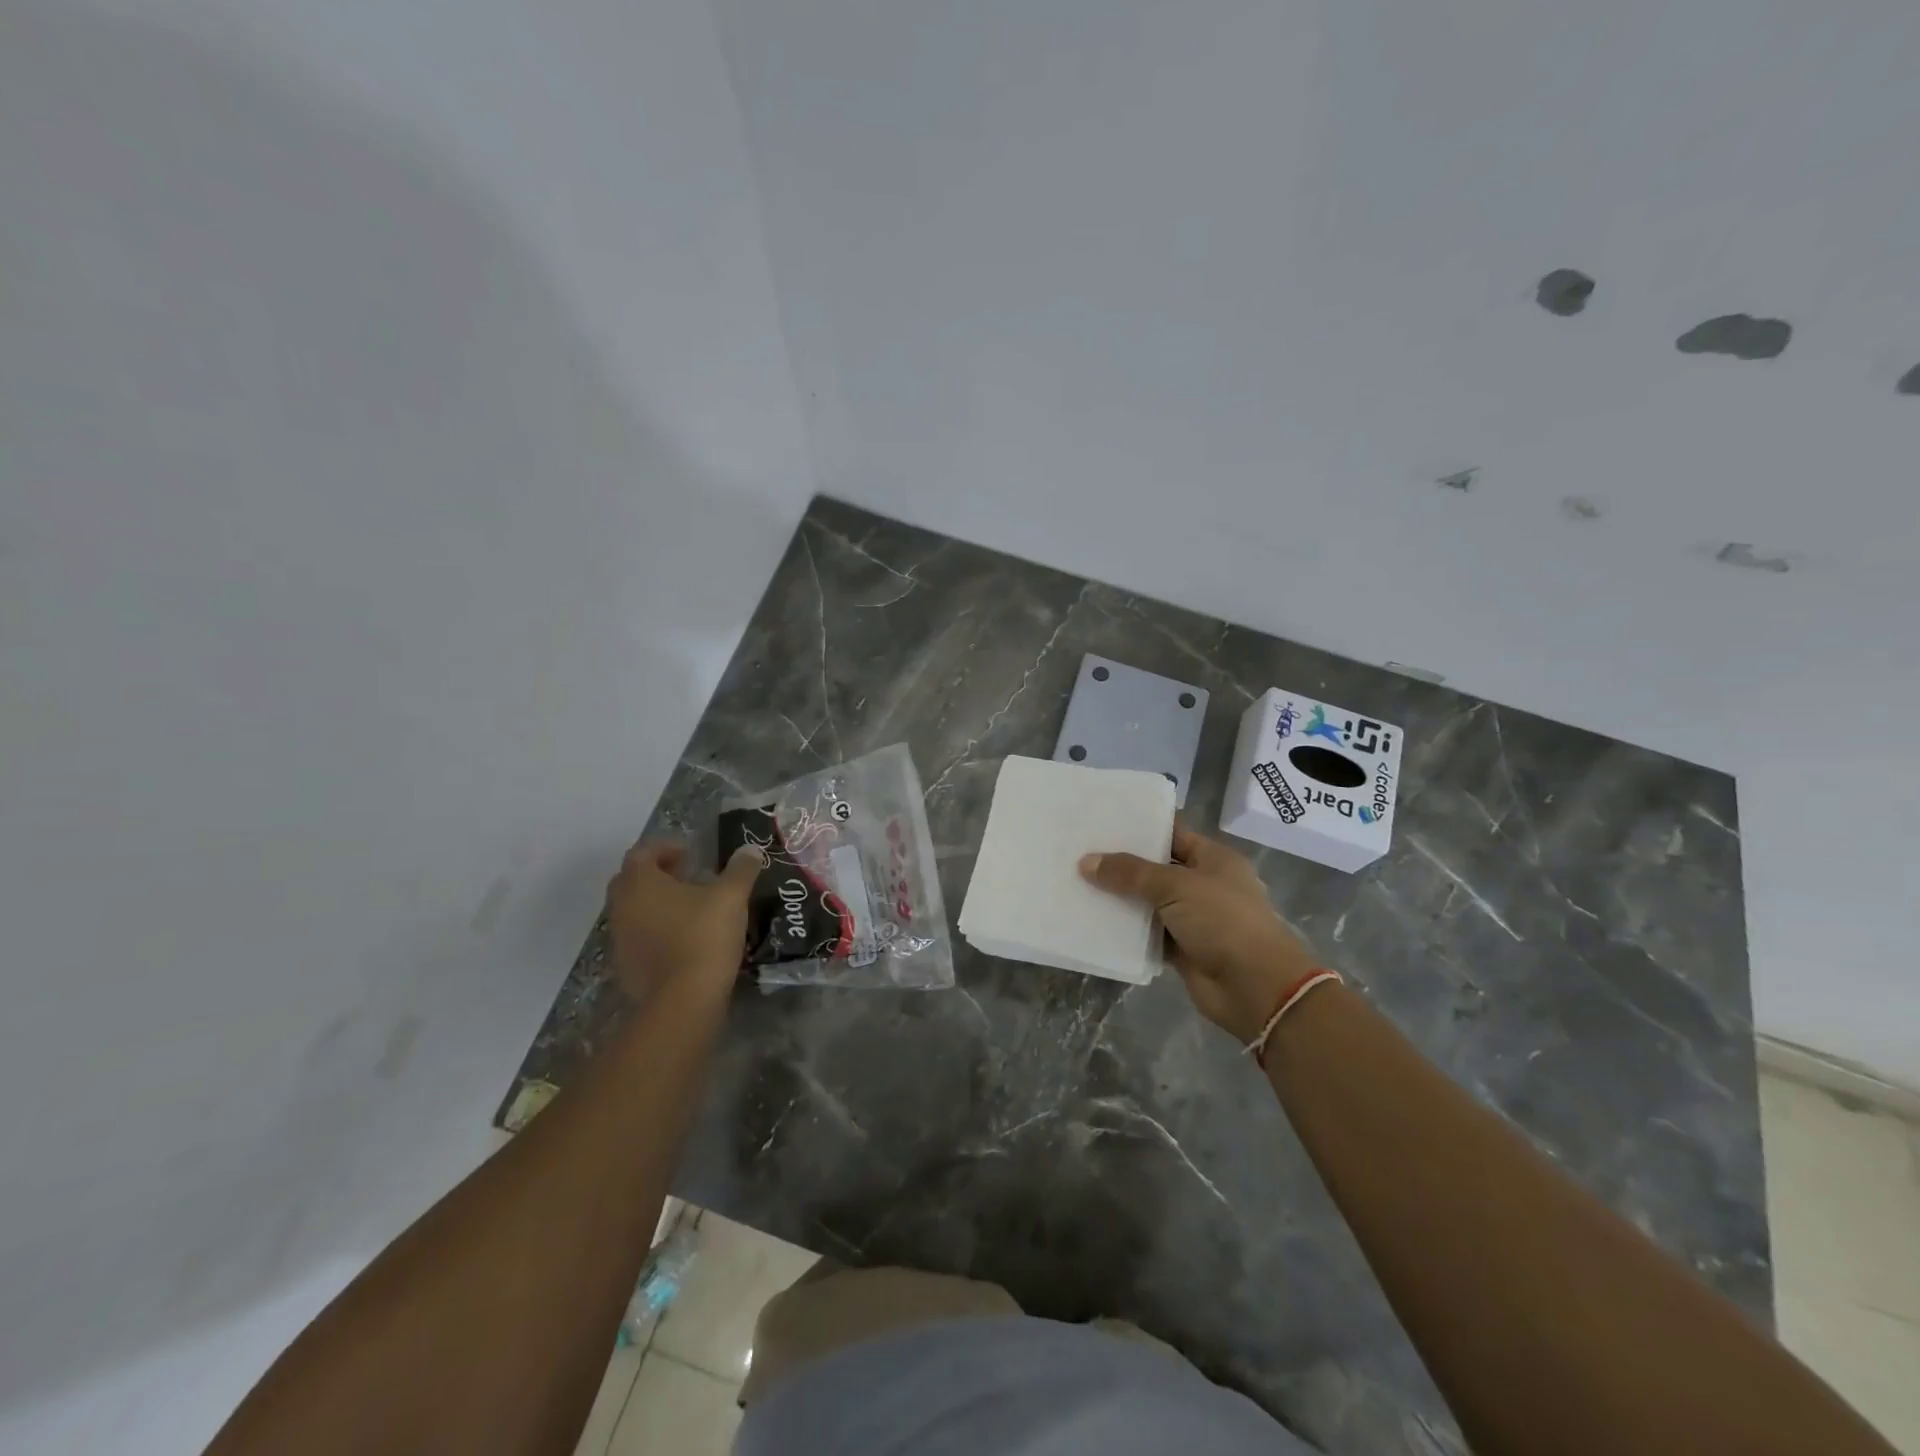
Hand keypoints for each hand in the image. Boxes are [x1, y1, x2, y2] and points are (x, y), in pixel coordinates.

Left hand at [604, 841, 762, 1001]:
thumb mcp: (731, 897)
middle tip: (689, 876)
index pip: (642, 852)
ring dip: (656, 903)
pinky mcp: (626, 966)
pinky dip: (656, 929)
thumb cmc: (703, 937)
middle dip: (658, 874)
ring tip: (690, 908)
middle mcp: (622, 907)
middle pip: (632, 880)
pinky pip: (638, 936)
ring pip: (633, 910)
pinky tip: (684, 938)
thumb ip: (741, 869)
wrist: (683, 1001)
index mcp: (640, 883)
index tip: (691, 854)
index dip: (666, 848)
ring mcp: (620, 939)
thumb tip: (750, 849)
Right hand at [1080, 826, 1319, 1042]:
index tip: (1102, 822)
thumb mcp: (1176, 886)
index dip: (1140, 828)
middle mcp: (1204, 885)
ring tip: (1077, 883)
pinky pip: (1148, 935)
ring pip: (1149, 903)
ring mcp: (1194, 919)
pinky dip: (1127, 931)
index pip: (1172, 834)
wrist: (1256, 988)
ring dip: (1120, 899)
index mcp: (1213, 859)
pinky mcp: (1183, 950)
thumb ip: (1130, 873)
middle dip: (1122, 864)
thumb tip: (1086, 862)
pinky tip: (1094, 921)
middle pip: (1157, 869)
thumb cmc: (1223, 922)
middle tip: (1080, 852)